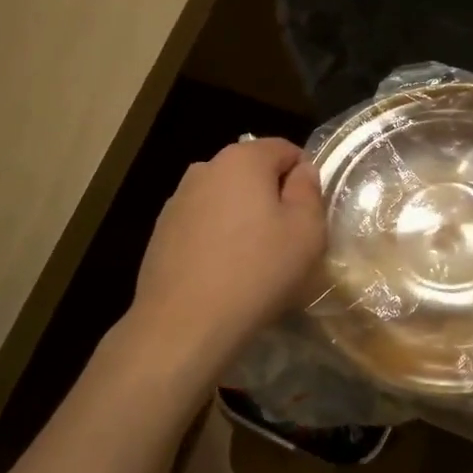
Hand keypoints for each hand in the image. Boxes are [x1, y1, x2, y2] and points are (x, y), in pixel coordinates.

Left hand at [125, 138, 326, 386]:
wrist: (184, 323)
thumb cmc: (257, 271)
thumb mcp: (306, 232)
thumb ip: (309, 191)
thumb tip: (302, 171)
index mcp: (242, 159)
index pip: (285, 149)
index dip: (305, 177)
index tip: (311, 214)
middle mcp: (205, 168)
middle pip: (252, 172)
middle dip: (272, 197)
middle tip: (287, 240)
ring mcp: (178, 200)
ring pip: (226, 199)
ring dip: (244, 218)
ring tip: (254, 260)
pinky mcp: (161, 231)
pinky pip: (203, 224)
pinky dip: (218, 238)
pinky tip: (223, 272)